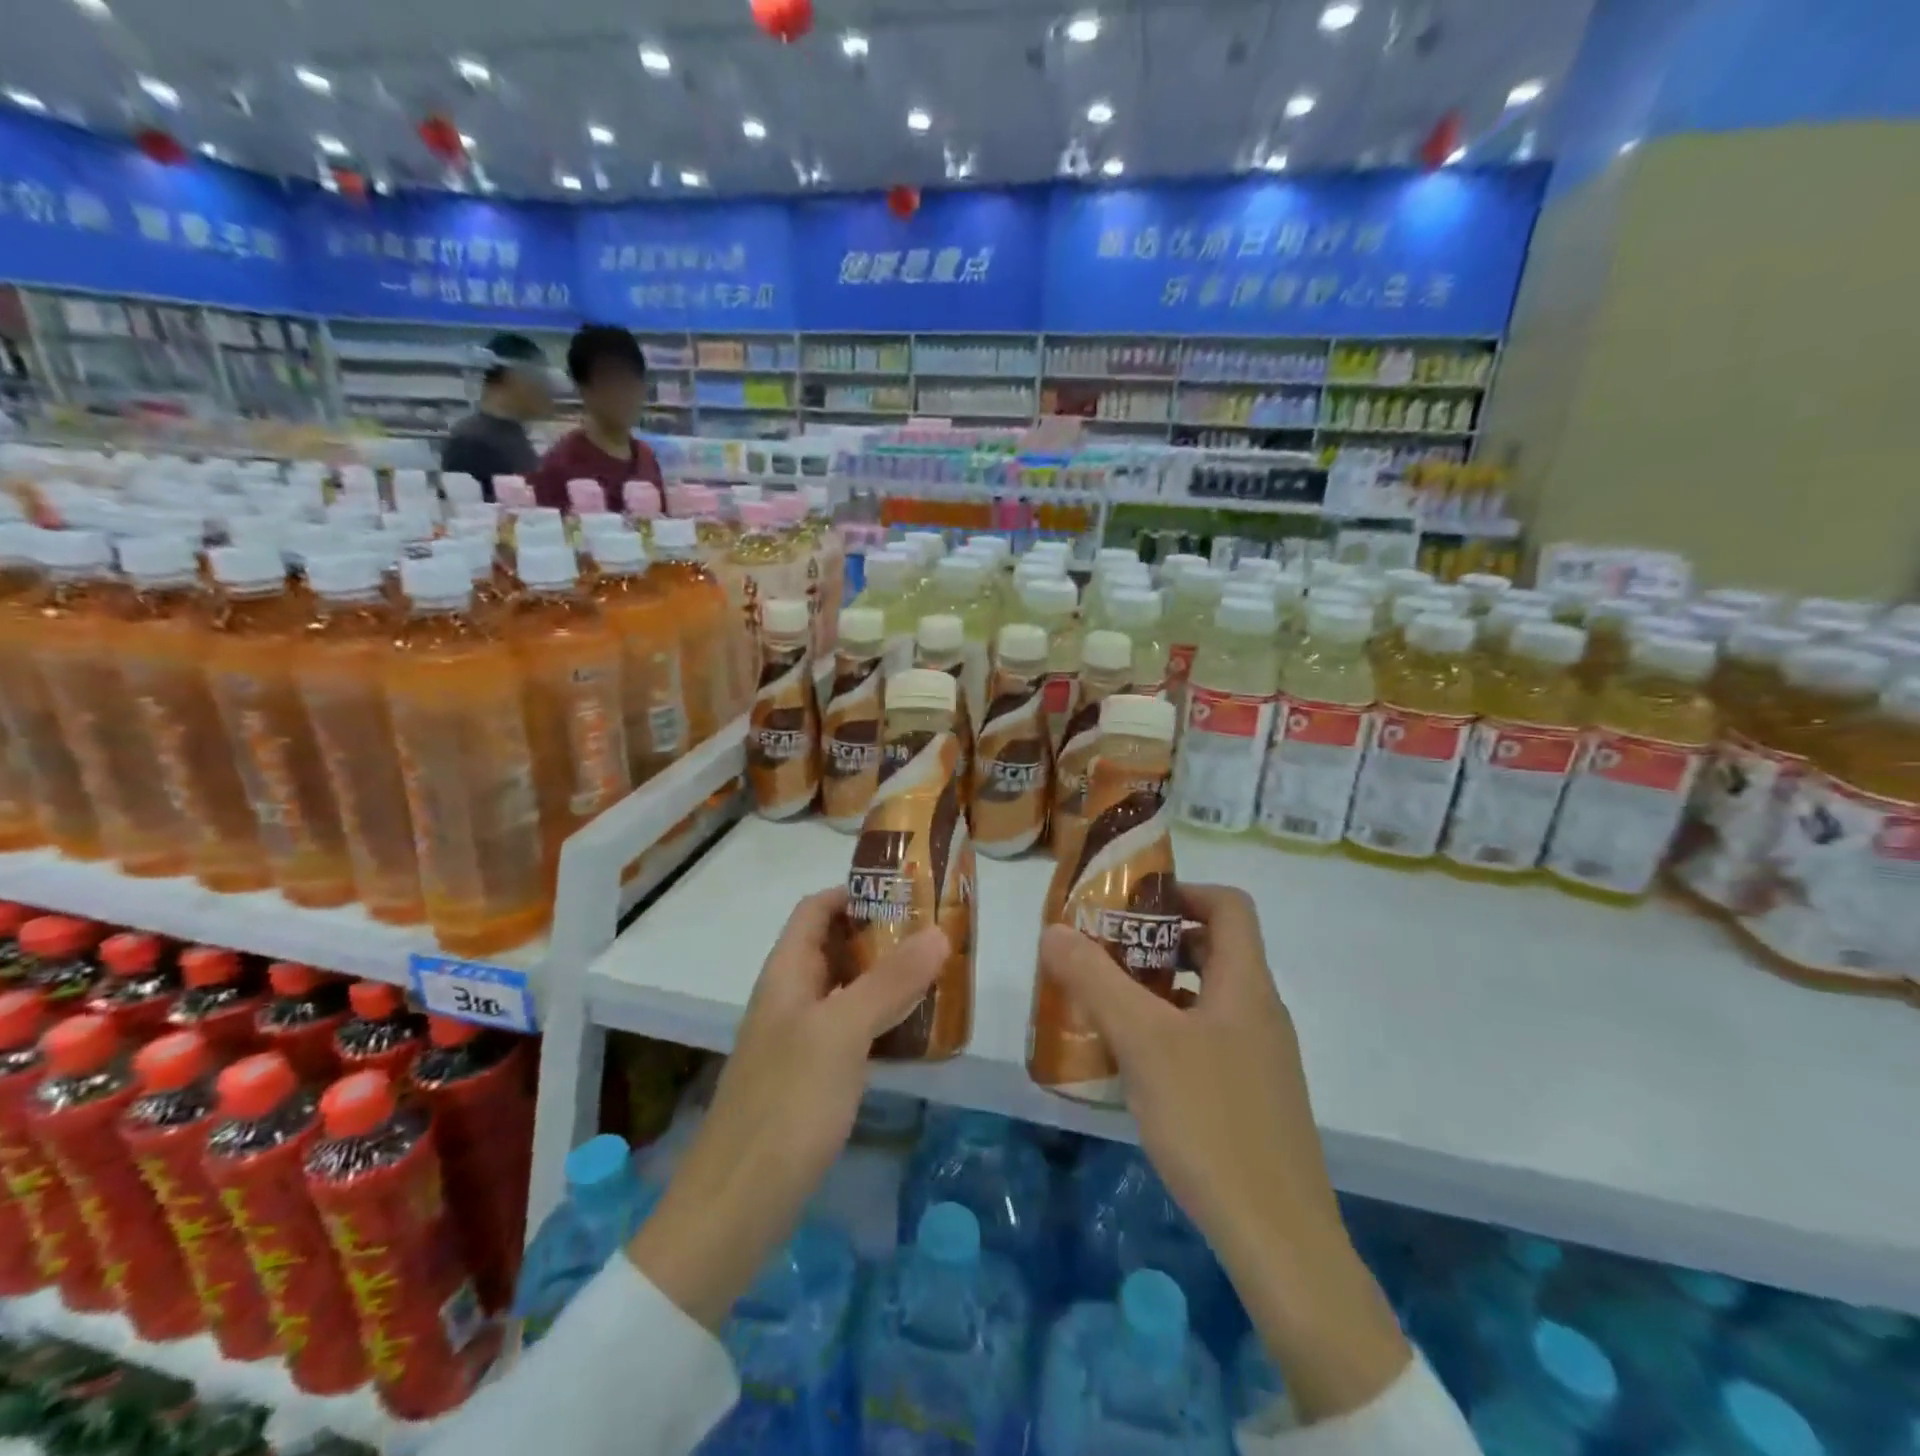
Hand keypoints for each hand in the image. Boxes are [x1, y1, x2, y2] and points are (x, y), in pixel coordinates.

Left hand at [629, 887, 945, 1329]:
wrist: (735, 1209)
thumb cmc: (786, 1105)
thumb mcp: (841, 1033)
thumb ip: (889, 981)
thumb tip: (940, 931)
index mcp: (786, 973)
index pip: (816, 909)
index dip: (855, 892)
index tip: (909, 893)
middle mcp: (791, 998)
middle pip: (835, 947)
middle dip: (883, 934)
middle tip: (938, 934)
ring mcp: (799, 1040)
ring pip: (848, 990)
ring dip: (888, 978)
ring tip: (940, 975)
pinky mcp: (812, 1079)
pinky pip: (852, 1032)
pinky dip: (883, 1021)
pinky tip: (918, 1034)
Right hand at [1037, 883, 1408, 1422]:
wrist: (1279, 1240)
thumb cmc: (1210, 1121)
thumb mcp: (1142, 1042)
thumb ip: (1095, 980)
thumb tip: (1054, 929)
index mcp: (1246, 984)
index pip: (1229, 905)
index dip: (1184, 891)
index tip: (1132, 907)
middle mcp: (1260, 1011)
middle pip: (1214, 948)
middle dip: (1157, 942)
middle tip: (1105, 954)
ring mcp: (1261, 1057)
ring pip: (1206, 997)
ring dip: (1159, 989)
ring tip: (1107, 1004)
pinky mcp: (1252, 1097)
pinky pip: (1208, 1040)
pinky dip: (1170, 1033)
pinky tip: (1133, 1065)